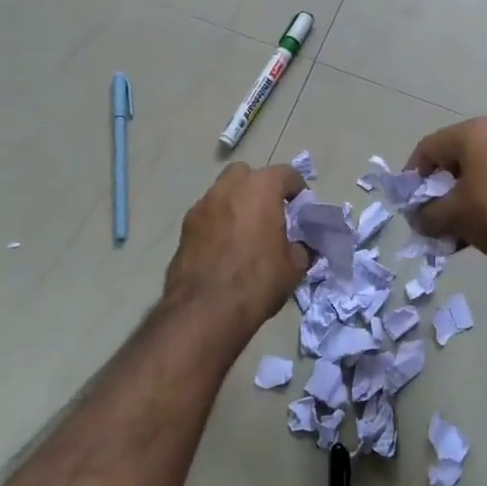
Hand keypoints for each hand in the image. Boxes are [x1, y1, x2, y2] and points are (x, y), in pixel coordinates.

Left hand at [162, 162, 309, 332]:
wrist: (204, 310)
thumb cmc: (256, 281)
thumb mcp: (293, 267)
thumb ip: (300, 247)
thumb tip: (299, 246)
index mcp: (260, 188)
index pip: (286, 174)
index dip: (298, 191)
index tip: (301, 210)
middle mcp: (229, 187)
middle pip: (248, 174)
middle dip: (260, 188)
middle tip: (269, 215)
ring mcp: (202, 205)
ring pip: (223, 192)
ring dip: (236, 204)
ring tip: (245, 234)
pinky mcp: (185, 227)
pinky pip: (208, 215)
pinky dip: (218, 224)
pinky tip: (224, 249)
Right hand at [403, 117, 486, 258]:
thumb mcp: (453, 216)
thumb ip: (427, 215)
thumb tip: (417, 218)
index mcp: (472, 133)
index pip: (428, 148)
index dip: (412, 175)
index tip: (408, 201)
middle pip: (454, 159)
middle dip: (438, 190)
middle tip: (431, 214)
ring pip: (477, 172)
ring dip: (461, 198)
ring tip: (454, 228)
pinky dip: (484, 199)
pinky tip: (479, 227)